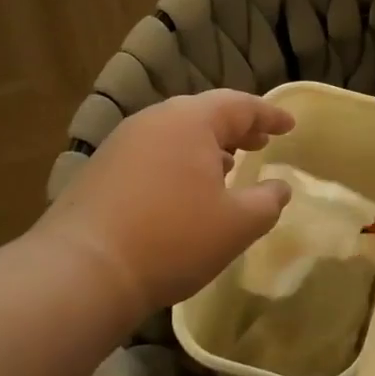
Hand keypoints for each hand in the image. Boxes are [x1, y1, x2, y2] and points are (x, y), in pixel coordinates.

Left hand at [35, 91, 294, 320]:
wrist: (83, 270)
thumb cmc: (173, 239)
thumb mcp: (237, 224)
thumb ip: (268, 201)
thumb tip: (279, 188)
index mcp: (190, 121)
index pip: (240, 105)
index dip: (269, 115)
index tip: (290, 125)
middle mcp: (153, 121)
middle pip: (204, 114)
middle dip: (237, 128)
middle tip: (262, 141)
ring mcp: (121, 143)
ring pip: (176, 134)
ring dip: (207, 146)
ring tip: (229, 166)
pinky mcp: (101, 169)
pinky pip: (153, 153)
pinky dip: (179, 162)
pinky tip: (186, 190)